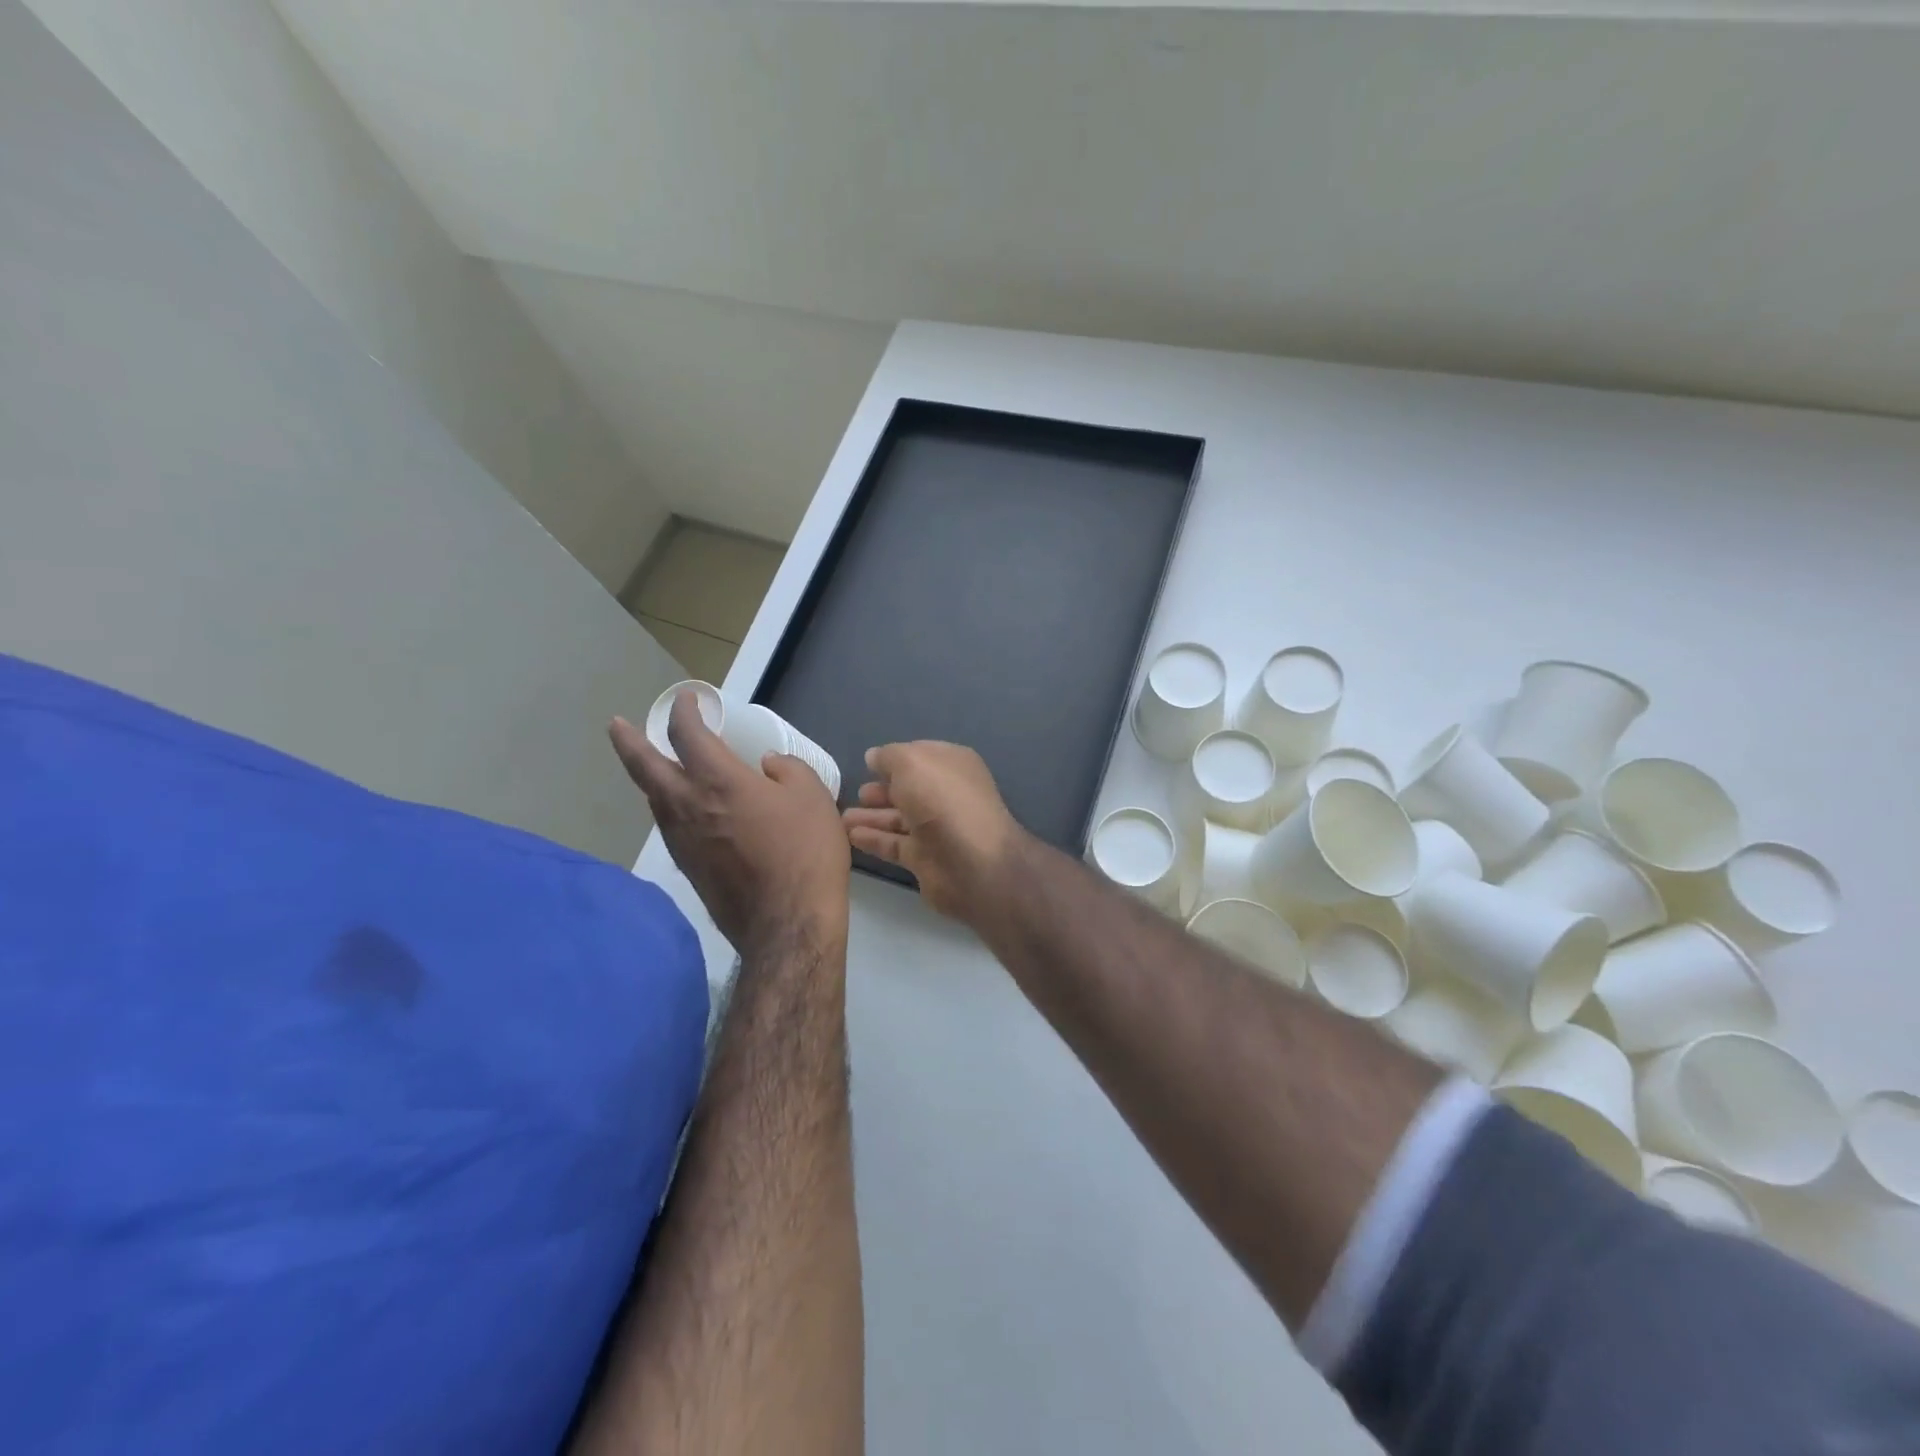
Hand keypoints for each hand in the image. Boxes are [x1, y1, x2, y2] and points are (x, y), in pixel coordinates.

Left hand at [611, 693, 849, 957]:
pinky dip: (669, 806)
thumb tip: (766, 766)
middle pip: (645, 766)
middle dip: (629, 741)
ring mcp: (683, 841)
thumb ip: (787, 769)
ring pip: (654, 799)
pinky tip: (686, 811)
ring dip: (650, 777)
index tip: (688, 700)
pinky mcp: (689, 868)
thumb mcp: (812, 796)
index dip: (684, 711)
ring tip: (657, 766)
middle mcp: (687, 806)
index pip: (688, 734)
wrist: (788, 923)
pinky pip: (670, 825)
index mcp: (718, 781)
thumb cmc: (805, 852)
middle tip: (617, 725)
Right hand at [843, 741, 1020, 922]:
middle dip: (882, 789)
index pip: (920, 756)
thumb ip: (889, 756)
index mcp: (952, 765)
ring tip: (840, 817)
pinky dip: (874, 839)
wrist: (971, 864)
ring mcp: (938, 828)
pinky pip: (895, 844)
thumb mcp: (911, 763)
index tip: (868, 763)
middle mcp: (947, 795)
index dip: (895, 758)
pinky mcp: (926, 858)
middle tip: (856, 792)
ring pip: (899, 818)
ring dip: (871, 816)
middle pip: (909, 789)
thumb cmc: (942, 801)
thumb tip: (874, 757)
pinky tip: (850, 836)